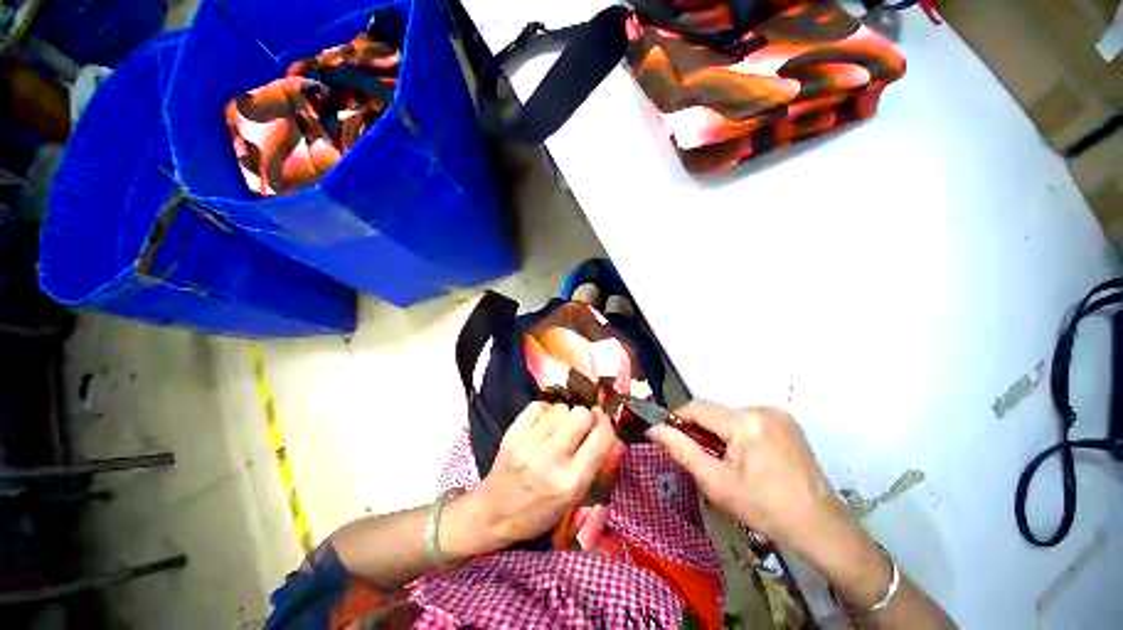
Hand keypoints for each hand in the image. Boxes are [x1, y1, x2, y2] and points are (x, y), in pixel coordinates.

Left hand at [471, 402, 619, 545]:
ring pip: (561, 407)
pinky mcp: (513, 431)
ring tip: (557, 429)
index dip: (607, 423)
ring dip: (564, 415)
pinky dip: (545, 411)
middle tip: (579, 426)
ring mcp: (530, 442)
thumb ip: (593, 464)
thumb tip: (608, 431)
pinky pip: (539, 405)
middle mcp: (552, 458)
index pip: (602, 437)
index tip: (602, 420)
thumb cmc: (538, 511)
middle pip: (582, 414)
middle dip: (586, 417)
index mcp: (572, 481)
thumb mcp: (573, 498)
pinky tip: (542, 424)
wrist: (493, 511)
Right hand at [647, 402, 865, 561]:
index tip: (669, 438)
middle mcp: (762, 409)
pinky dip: (737, 434)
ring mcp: (778, 414)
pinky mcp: (787, 422)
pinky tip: (746, 459)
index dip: (677, 419)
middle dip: (700, 430)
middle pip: (714, 412)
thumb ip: (682, 450)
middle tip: (701, 459)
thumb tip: (654, 429)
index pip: (697, 407)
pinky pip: (748, 420)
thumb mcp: (717, 483)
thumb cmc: (765, 509)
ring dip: (719, 433)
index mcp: (746, 422)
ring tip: (725, 462)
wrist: (822, 528)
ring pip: (730, 416)